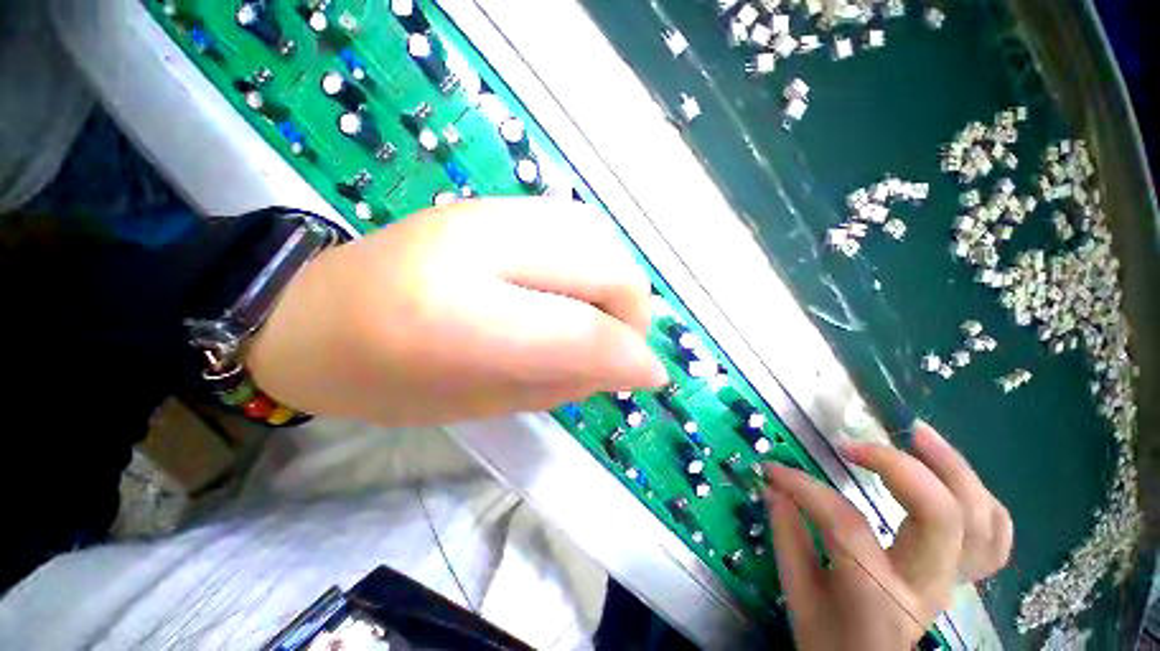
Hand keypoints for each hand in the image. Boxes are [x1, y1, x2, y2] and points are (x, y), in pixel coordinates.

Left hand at [246, 198, 668, 424]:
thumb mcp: (479, 404)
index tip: (653, 379)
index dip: (631, 356)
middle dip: (632, 314)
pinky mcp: (494, 202)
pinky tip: (574, 289)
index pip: (582, 331)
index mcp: (459, 314)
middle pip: (607, 266)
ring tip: (597, 320)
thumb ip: (562, 382)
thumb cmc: (385, 381)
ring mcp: (489, 209)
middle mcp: (483, 243)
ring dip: (616, 285)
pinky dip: (594, 261)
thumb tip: (627, 367)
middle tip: (618, 349)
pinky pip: (576, 225)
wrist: (312, 314)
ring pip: (600, 237)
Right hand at [765, 423, 1011, 649]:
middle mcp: (926, 585)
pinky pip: (995, 537)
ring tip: (918, 434)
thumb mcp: (799, 596)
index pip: (846, 525)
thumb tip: (773, 487)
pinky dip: (981, 500)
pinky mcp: (961, 575)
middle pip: (943, 516)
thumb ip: (788, 537)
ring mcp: (953, 580)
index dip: (804, 488)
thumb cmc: (830, 641)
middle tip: (856, 444)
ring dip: (954, 469)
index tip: (773, 469)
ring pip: (981, 519)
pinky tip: (952, 478)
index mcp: (879, 597)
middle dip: (901, 467)